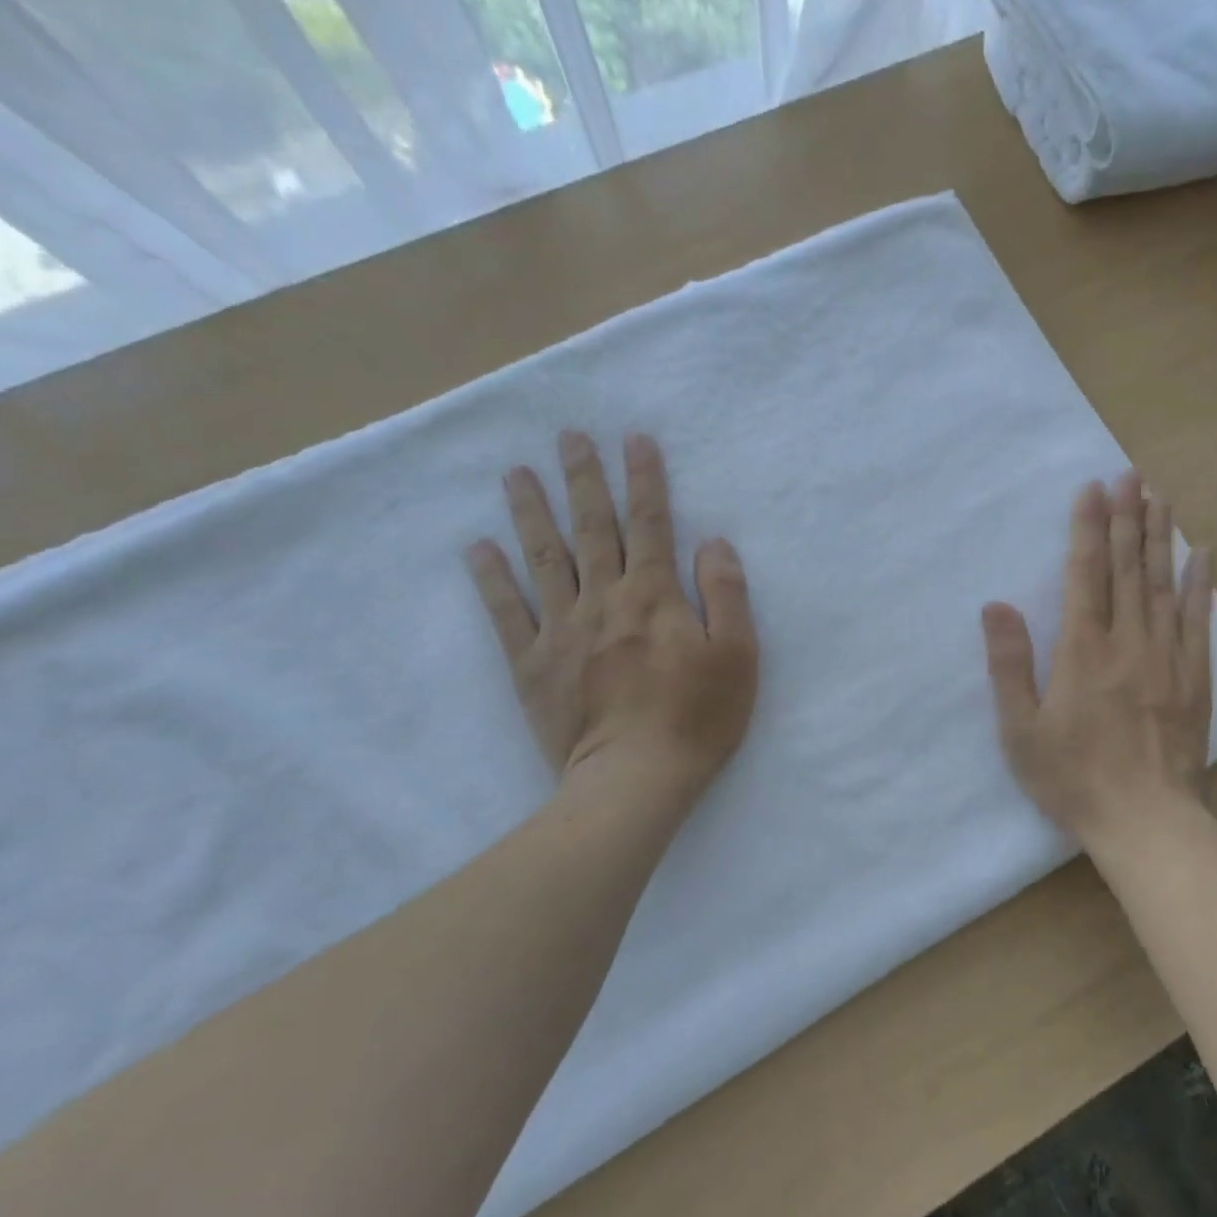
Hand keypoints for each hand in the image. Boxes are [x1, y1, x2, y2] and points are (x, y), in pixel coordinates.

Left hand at [466, 430, 757, 802]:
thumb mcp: (738, 656)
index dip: (644, 480)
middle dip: (583, 480)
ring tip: (516, 473)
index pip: (651, 525)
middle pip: (593, 529)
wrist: (635, 779)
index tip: (633, 439)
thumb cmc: (698, 719)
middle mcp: (604, 601)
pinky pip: (507, 613)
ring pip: (545, 559)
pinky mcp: (532, 664)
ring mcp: (561, 631)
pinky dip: (492, 578)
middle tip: (568, 437)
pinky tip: (479, 548)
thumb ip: (727, 595)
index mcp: (655, 597)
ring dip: (531, 512)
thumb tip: (713, 542)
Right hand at [982, 473, 1213, 844]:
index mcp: (1083, 651)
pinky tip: (1203, 554)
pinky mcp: (1194, 677)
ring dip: (1160, 537)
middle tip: (1131, 475)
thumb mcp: (1022, 731)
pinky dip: (1199, 583)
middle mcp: (1128, 642)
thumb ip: (1010, 666)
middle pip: (1126, 568)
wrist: (1146, 820)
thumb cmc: (1074, 779)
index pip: (1085, 575)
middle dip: (1126, 518)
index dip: (1087, 529)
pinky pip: (1197, 619)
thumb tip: (996, 606)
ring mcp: (1167, 657)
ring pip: (1162, 584)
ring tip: (1161, 497)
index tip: (1092, 489)